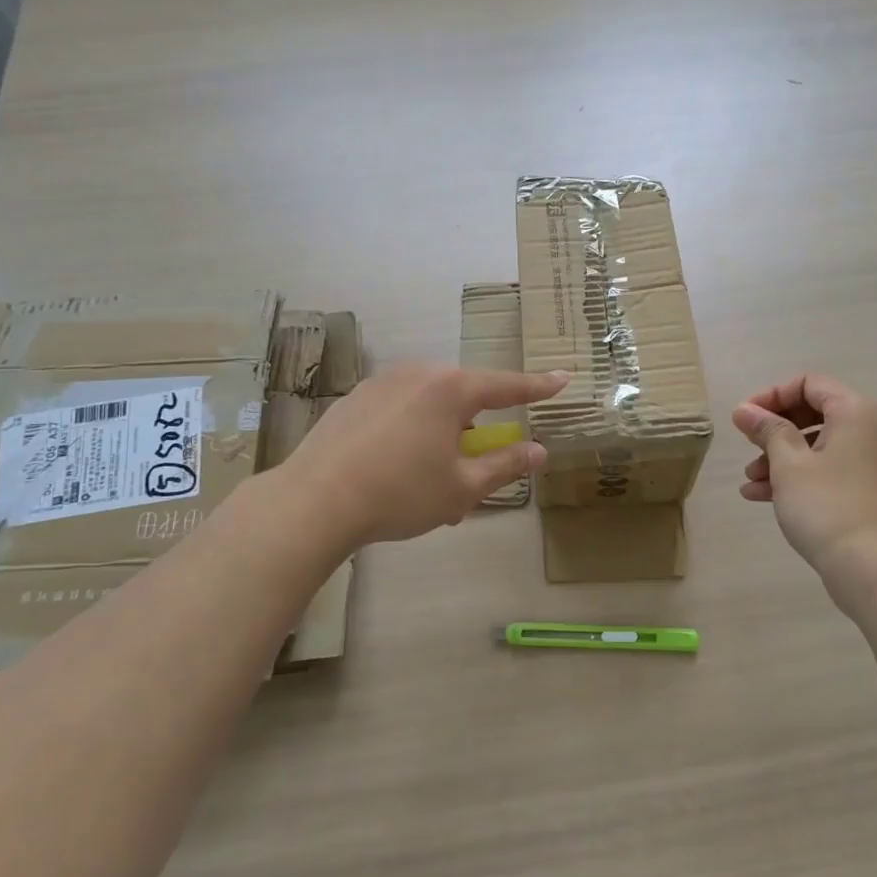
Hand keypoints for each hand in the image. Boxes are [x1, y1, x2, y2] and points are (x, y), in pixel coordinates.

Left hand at [280, 364, 567, 547]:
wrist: (314, 502)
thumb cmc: (400, 493)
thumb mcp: (462, 487)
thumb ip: (505, 465)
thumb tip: (539, 451)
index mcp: (450, 389)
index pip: (507, 386)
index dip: (538, 387)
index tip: (563, 378)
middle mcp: (417, 374)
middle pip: (464, 396)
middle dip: (476, 429)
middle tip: (475, 469)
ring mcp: (381, 383)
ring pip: (430, 405)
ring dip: (443, 434)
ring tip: (432, 480)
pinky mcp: (354, 399)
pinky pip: (400, 410)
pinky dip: (412, 433)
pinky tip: (396, 469)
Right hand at [733, 374, 876, 587]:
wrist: (876, 569)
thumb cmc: (827, 506)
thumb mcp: (788, 464)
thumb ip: (766, 430)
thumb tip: (745, 410)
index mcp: (857, 411)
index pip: (808, 384)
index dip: (771, 396)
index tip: (743, 419)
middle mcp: (874, 428)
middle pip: (815, 414)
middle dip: (775, 431)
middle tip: (747, 447)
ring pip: (821, 446)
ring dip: (782, 458)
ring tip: (750, 480)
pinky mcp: (875, 490)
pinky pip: (833, 470)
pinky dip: (802, 476)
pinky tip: (764, 496)